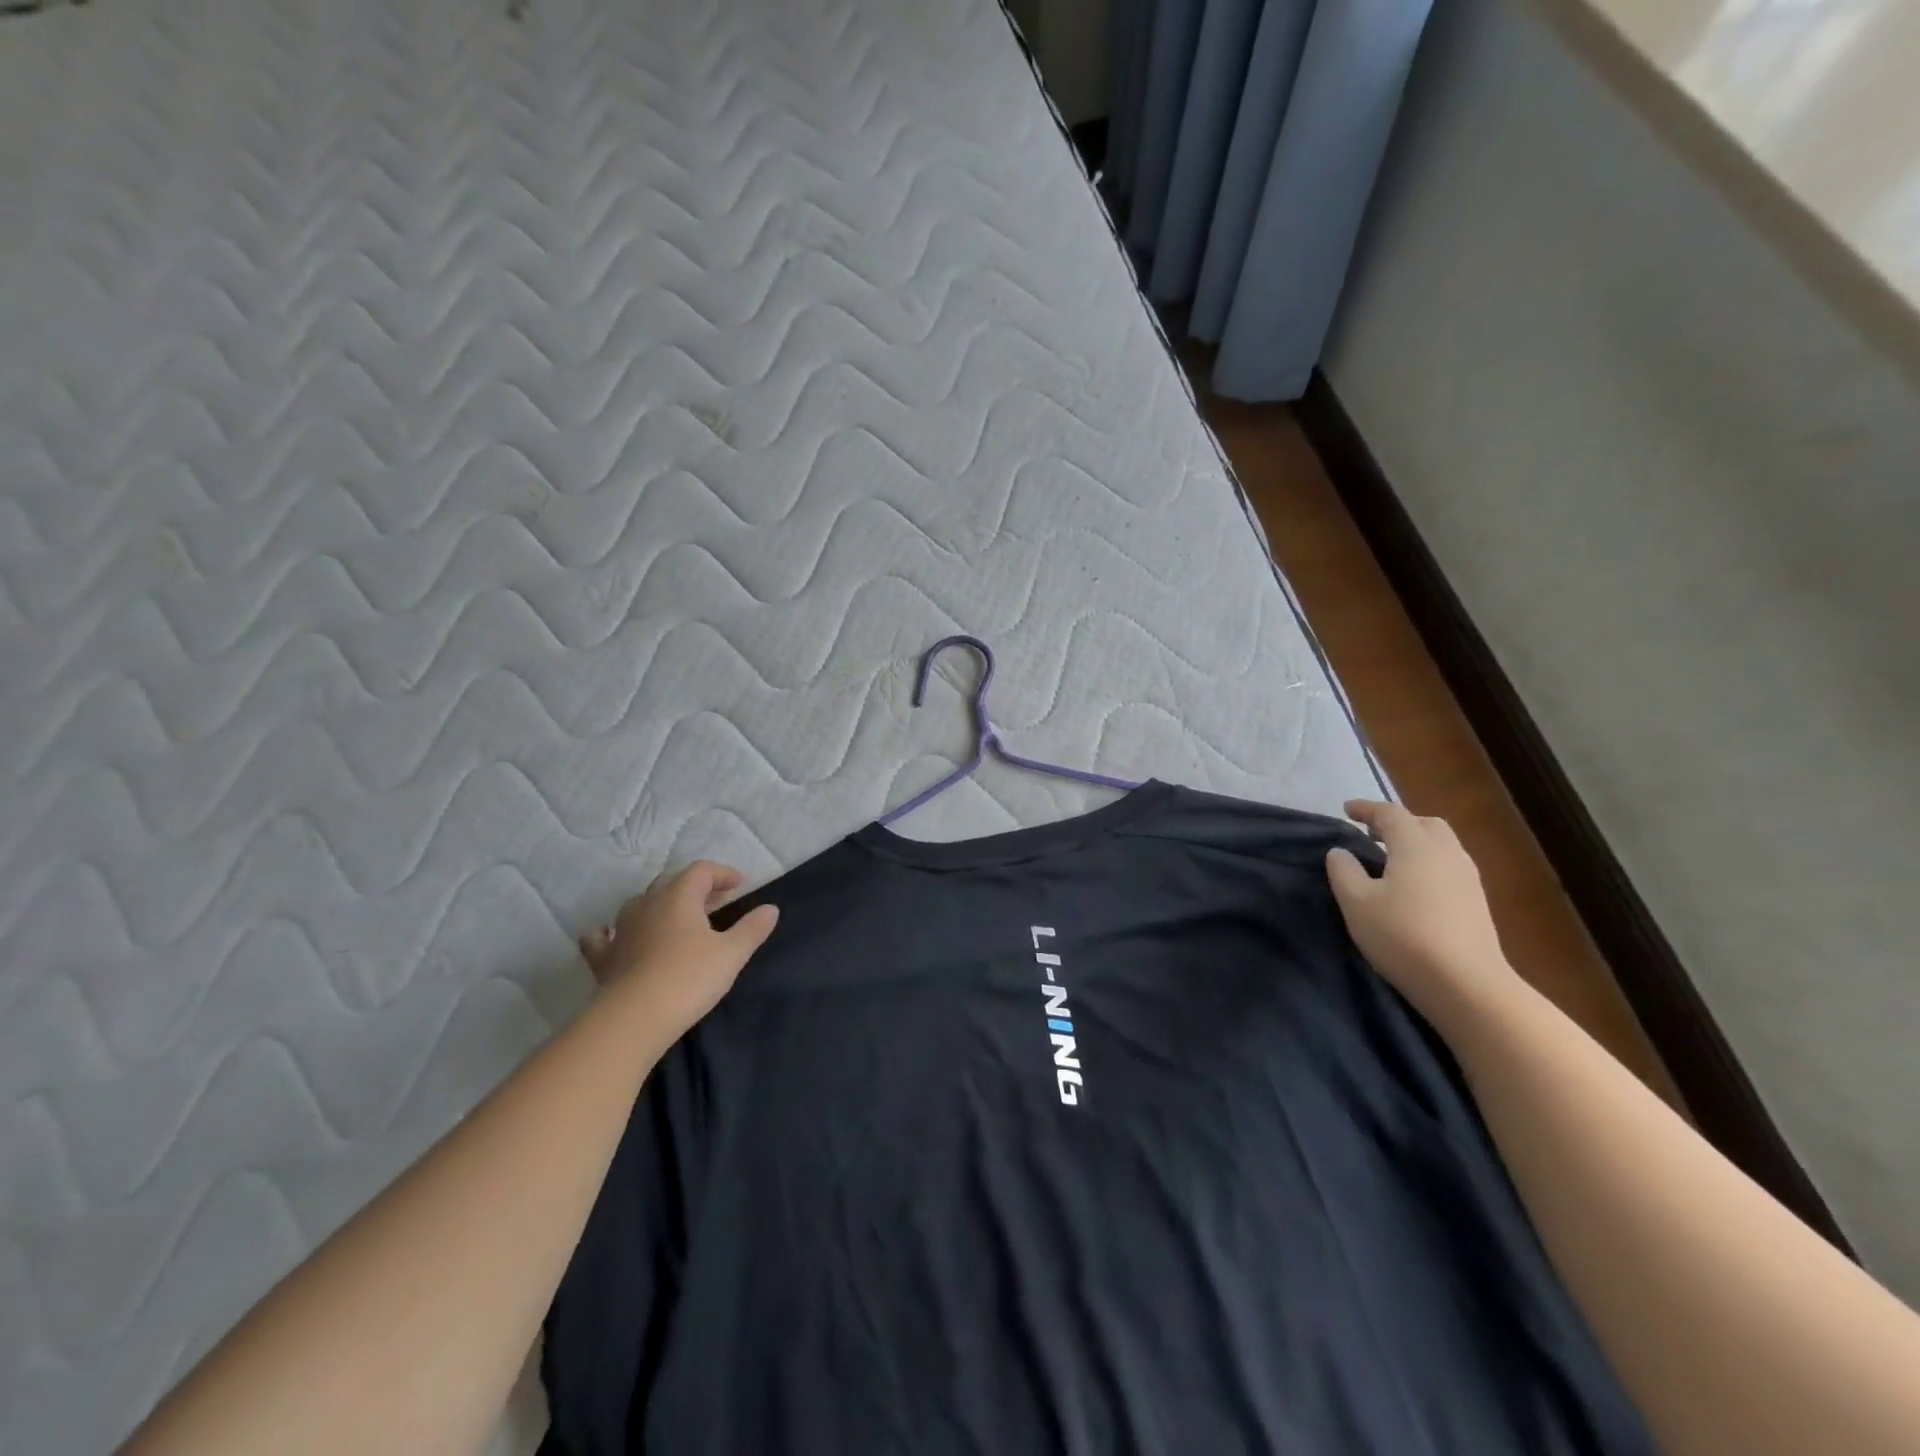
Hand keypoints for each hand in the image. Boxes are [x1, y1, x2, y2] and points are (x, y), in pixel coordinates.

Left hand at [578, 862, 778, 1039]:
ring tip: (677, 918)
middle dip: (695, 887)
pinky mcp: (604, 957)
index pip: (702, 871)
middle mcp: (648, 904)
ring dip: (661, 904)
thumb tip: (771, 908)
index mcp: (679, 896)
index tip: (739, 885)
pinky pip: (603, 936)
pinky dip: (610, 932)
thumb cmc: (689, 978)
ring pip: (640, 903)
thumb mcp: (732, 954)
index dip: (722, 873)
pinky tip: (613, 936)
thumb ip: (752, 928)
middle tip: (715, 902)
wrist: (634, 1018)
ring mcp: (621, 929)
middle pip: (671, 882)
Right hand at [1325, 801, 1518, 1027]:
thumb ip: (1343, 871)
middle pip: (1424, 823)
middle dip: (1397, 823)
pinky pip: (1449, 866)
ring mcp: (1468, 878)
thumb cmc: (1402, 936)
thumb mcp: (1356, 903)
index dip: (1366, 808)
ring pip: (1441, 845)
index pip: (1390, 813)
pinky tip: (1414, 887)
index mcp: (1415, 846)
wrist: (1466, 985)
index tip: (1347, 810)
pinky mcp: (1477, 902)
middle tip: (1371, 835)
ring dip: (1415, 843)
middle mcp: (1446, 853)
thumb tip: (1340, 852)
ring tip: (1391, 861)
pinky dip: (1429, 863)